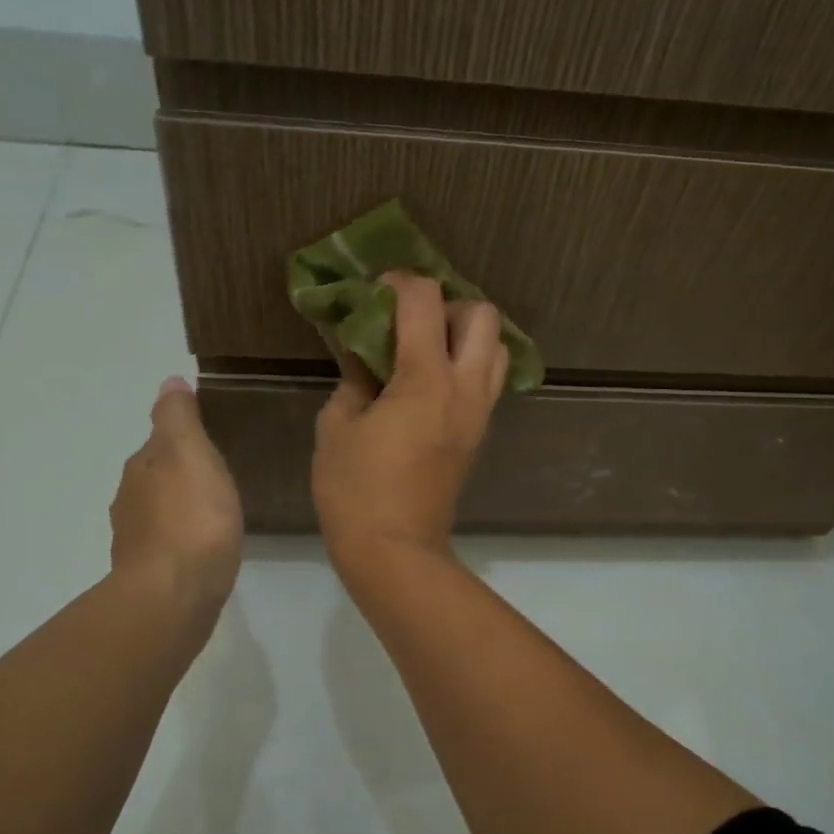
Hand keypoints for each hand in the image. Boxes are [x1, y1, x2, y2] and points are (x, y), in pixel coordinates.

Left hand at [107, 377, 243, 617]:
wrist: (173, 595)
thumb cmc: (192, 518)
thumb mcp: (191, 453)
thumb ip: (179, 417)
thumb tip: (169, 381)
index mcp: (142, 467)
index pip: (160, 441)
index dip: (184, 438)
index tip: (213, 440)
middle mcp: (131, 500)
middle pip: (157, 476)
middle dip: (181, 474)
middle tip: (219, 475)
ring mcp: (137, 540)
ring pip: (160, 511)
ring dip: (181, 507)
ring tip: (215, 511)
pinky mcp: (150, 574)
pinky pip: (169, 544)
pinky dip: (183, 538)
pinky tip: (204, 547)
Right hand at [312, 273, 508, 570]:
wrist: (396, 551)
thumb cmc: (356, 489)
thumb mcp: (337, 426)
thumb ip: (354, 379)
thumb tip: (365, 357)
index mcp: (426, 379)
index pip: (425, 300)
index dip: (399, 282)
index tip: (375, 293)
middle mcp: (465, 387)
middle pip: (483, 314)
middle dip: (447, 304)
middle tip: (411, 322)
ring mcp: (479, 412)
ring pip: (496, 347)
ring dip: (465, 335)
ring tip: (426, 349)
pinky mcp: (480, 433)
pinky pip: (487, 380)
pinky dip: (467, 365)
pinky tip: (430, 383)